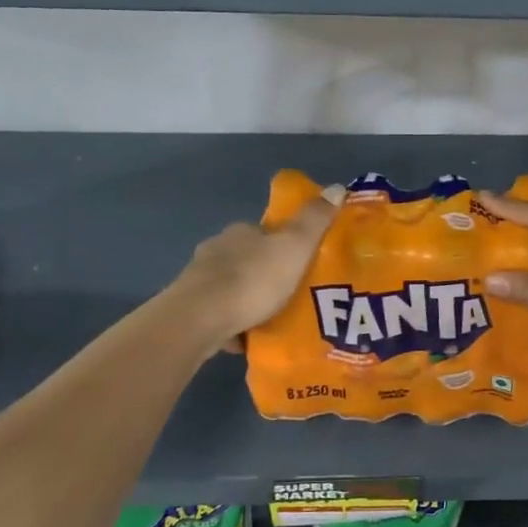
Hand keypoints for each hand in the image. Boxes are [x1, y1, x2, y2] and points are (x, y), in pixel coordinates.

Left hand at [174, 186, 343, 351]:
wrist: (199, 320)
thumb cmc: (253, 279)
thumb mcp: (295, 246)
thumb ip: (315, 220)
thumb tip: (337, 187)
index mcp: (241, 232)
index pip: (266, 232)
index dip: (285, 245)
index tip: (302, 263)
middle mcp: (217, 249)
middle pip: (249, 259)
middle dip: (267, 274)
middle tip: (293, 296)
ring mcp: (200, 280)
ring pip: (232, 287)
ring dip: (250, 299)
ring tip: (274, 320)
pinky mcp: (190, 310)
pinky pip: (220, 314)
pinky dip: (234, 323)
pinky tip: (249, 339)